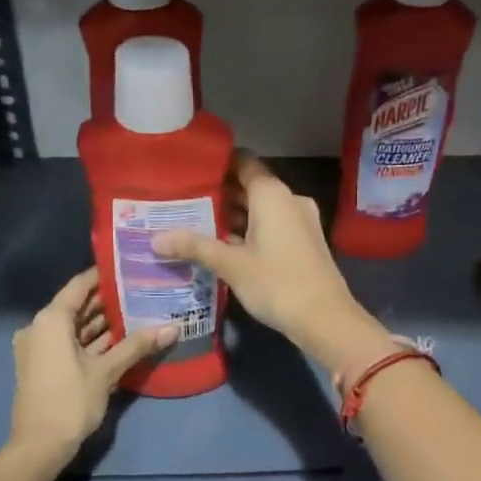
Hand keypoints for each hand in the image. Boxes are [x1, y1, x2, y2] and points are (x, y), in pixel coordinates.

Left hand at [8, 269, 172, 461]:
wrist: (38, 446)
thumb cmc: (70, 401)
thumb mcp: (107, 371)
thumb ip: (137, 345)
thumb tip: (174, 327)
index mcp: (51, 320)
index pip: (79, 285)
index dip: (104, 275)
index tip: (130, 267)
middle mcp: (40, 327)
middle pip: (77, 305)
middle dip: (108, 300)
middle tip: (142, 290)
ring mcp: (40, 347)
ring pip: (75, 326)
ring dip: (102, 321)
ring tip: (138, 310)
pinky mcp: (45, 364)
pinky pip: (70, 342)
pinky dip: (92, 339)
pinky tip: (121, 337)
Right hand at [152, 154, 392, 370]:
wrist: (325, 318)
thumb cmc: (276, 282)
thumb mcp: (231, 265)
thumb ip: (194, 246)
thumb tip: (155, 239)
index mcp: (272, 194)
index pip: (243, 162)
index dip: (217, 163)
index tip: (189, 169)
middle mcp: (289, 199)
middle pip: (250, 186)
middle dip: (220, 193)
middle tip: (183, 200)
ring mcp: (300, 221)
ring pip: (261, 209)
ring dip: (234, 215)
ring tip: (196, 222)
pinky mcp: (304, 242)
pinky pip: (272, 225)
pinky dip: (250, 230)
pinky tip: (224, 245)